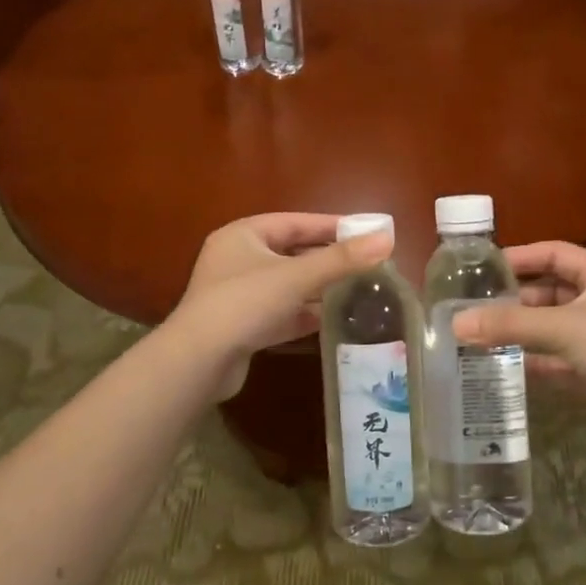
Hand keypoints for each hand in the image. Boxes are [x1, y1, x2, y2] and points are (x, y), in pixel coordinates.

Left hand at [170, 214, 392, 399]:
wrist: (198, 362)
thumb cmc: (245, 303)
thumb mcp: (297, 277)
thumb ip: (342, 259)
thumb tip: (387, 238)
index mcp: (243, 235)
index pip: (294, 222)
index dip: (331, 226)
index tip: (365, 232)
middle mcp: (237, 260)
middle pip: (291, 253)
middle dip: (327, 259)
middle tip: (365, 262)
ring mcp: (237, 295)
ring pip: (287, 285)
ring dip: (318, 288)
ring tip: (356, 289)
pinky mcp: (241, 326)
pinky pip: (280, 312)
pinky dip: (303, 314)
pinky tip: (331, 319)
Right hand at [454, 241, 585, 452]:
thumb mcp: (562, 328)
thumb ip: (510, 324)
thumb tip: (455, 323)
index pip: (554, 254)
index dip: (521, 256)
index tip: (485, 267)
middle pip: (547, 292)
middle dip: (513, 299)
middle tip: (472, 306)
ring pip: (547, 328)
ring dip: (518, 332)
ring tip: (477, 336)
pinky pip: (552, 361)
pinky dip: (529, 363)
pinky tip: (499, 367)